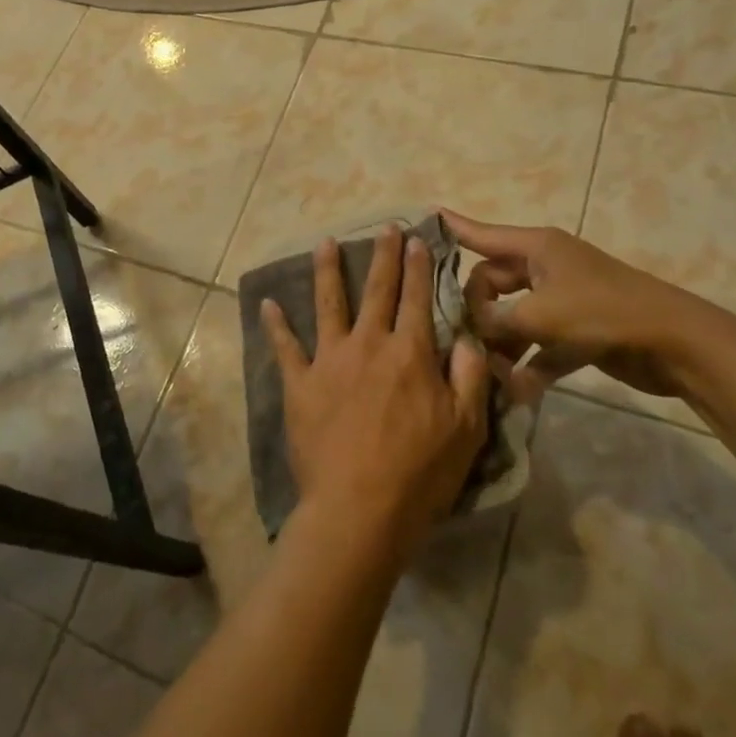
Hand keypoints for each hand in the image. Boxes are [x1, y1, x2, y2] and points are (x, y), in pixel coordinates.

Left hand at [260, 225, 490, 557]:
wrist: (359, 508)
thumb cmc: (419, 473)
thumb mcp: (465, 429)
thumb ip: (467, 377)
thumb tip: (464, 337)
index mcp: (409, 353)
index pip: (417, 299)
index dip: (419, 267)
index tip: (417, 240)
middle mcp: (368, 345)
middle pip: (377, 291)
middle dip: (382, 256)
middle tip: (384, 228)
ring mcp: (329, 361)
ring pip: (328, 304)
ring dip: (328, 271)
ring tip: (325, 242)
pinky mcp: (300, 384)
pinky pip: (285, 347)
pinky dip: (275, 325)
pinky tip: (267, 303)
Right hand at [440, 210, 698, 400]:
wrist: (675, 343)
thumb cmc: (602, 313)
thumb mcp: (539, 315)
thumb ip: (495, 321)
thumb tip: (470, 328)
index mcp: (536, 248)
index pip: (482, 234)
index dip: (454, 228)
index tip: (425, 218)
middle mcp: (545, 268)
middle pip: (492, 283)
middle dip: (476, 310)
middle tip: (459, 336)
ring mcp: (562, 300)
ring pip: (514, 317)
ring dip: (501, 343)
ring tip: (486, 370)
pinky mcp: (577, 332)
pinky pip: (540, 344)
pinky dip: (530, 363)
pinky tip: (518, 389)